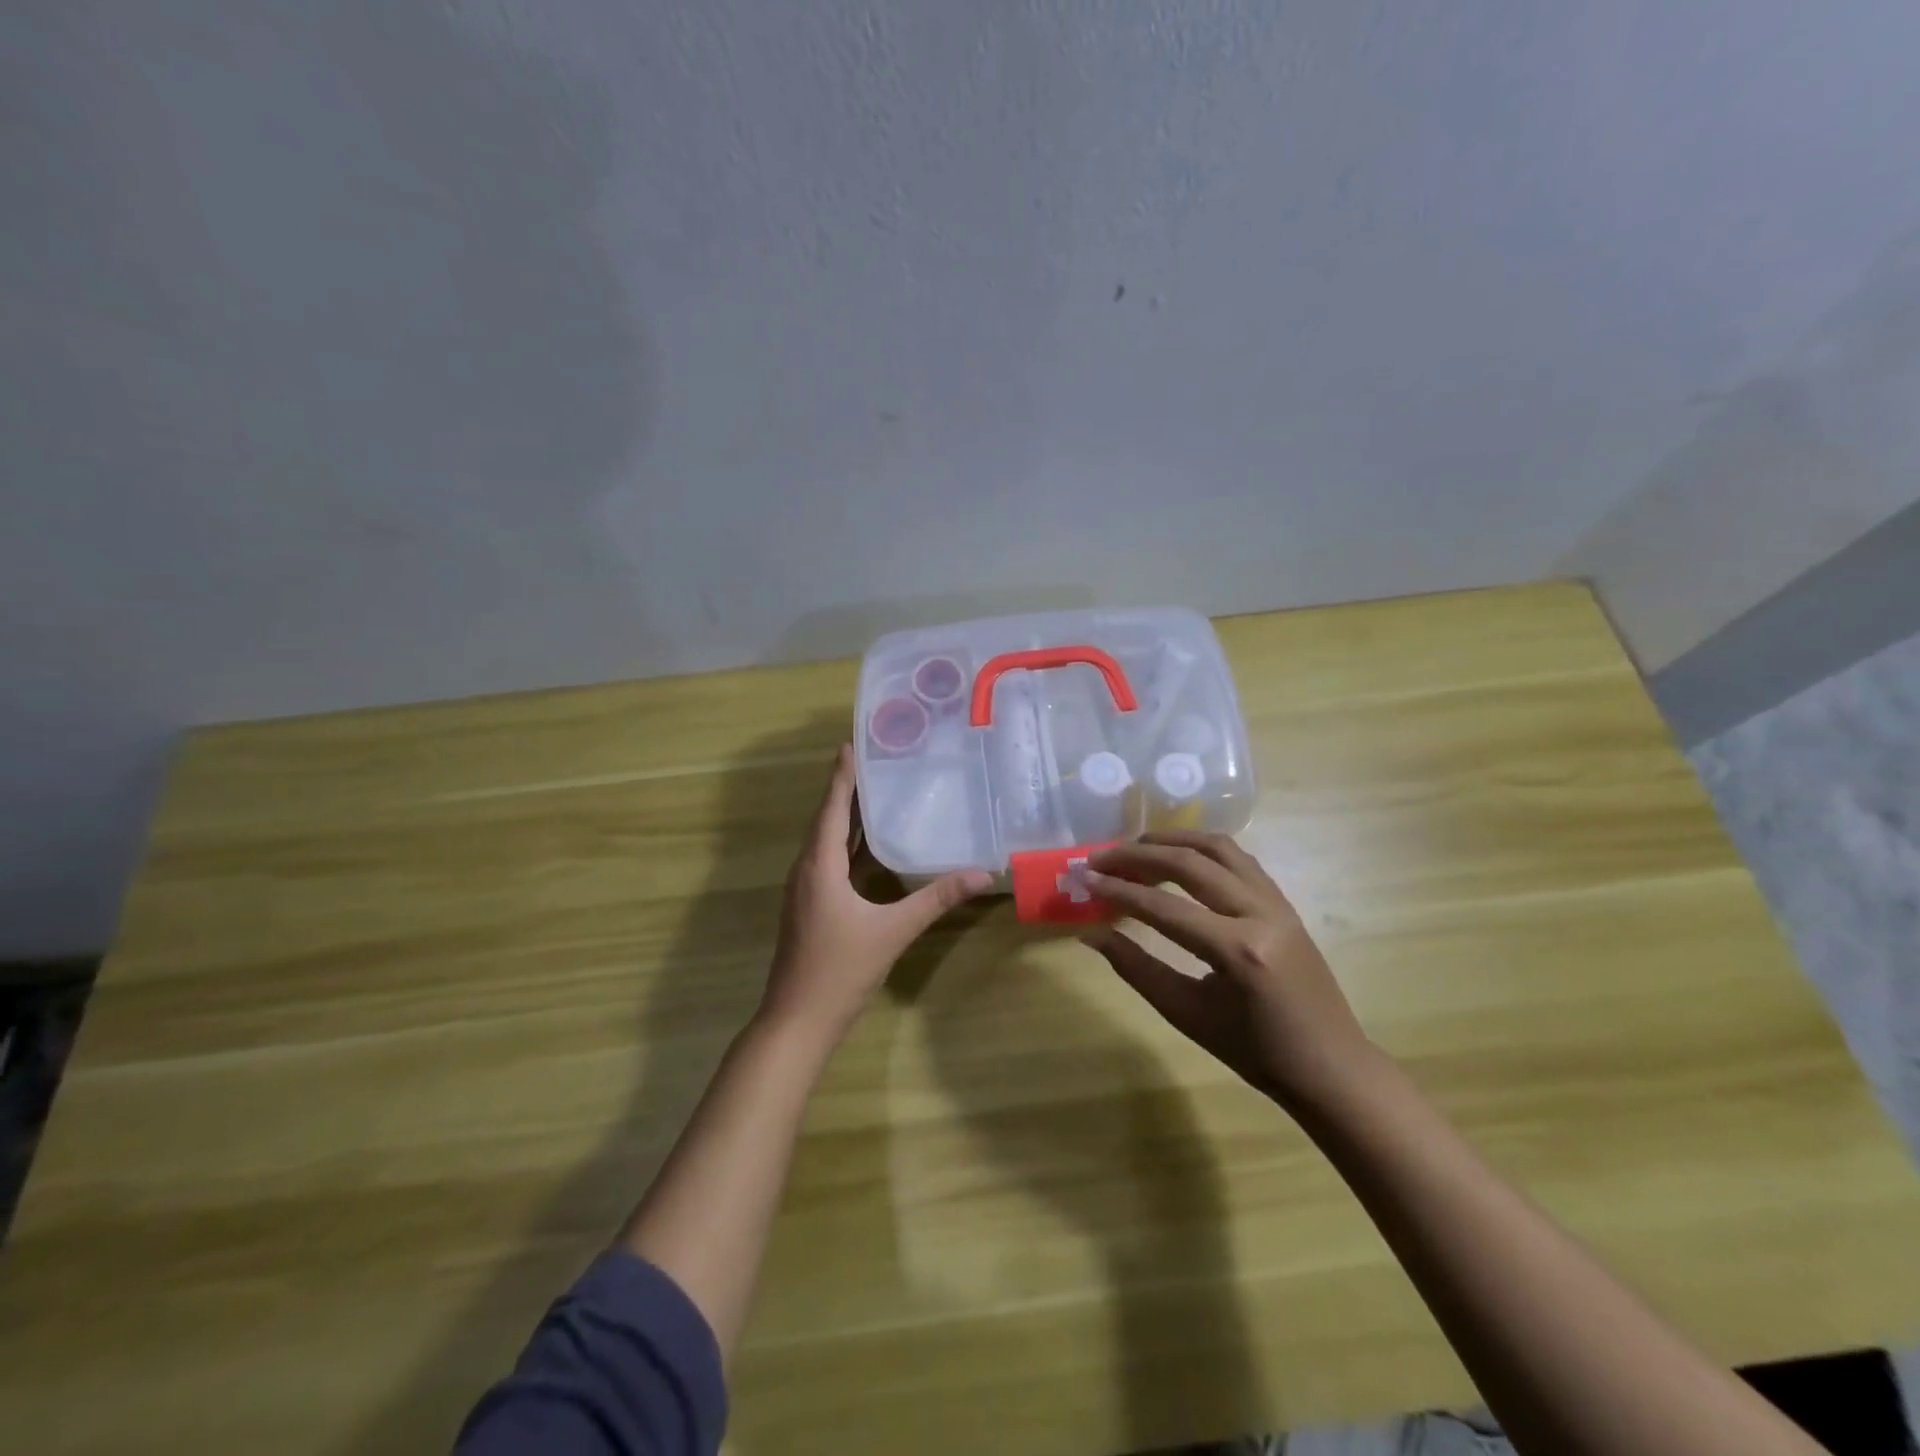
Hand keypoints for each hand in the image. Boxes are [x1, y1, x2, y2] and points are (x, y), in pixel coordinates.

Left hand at [761, 744, 993, 1044]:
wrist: (797, 1022)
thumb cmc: (840, 970)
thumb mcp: (893, 931)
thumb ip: (935, 899)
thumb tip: (981, 874)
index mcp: (819, 866)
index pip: (832, 808)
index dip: (843, 775)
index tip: (852, 743)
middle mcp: (806, 870)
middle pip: (827, 819)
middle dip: (849, 790)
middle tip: (878, 761)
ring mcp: (805, 890)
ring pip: (827, 842)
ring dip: (848, 818)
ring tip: (878, 794)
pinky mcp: (810, 907)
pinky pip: (829, 862)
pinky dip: (848, 846)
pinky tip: (871, 848)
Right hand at [1081, 831, 1376, 1111]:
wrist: (1330, 1067)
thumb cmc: (1255, 1052)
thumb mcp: (1186, 1014)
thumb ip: (1136, 968)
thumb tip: (1091, 933)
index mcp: (1238, 951)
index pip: (1163, 907)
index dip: (1118, 890)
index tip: (1083, 879)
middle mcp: (1260, 913)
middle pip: (1190, 863)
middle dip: (1138, 855)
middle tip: (1100, 859)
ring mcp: (1277, 902)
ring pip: (1218, 847)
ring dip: (1172, 841)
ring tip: (1135, 848)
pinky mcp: (1283, 901)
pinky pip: (1239, 859)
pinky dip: (1202, 849)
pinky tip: (1178, 858)